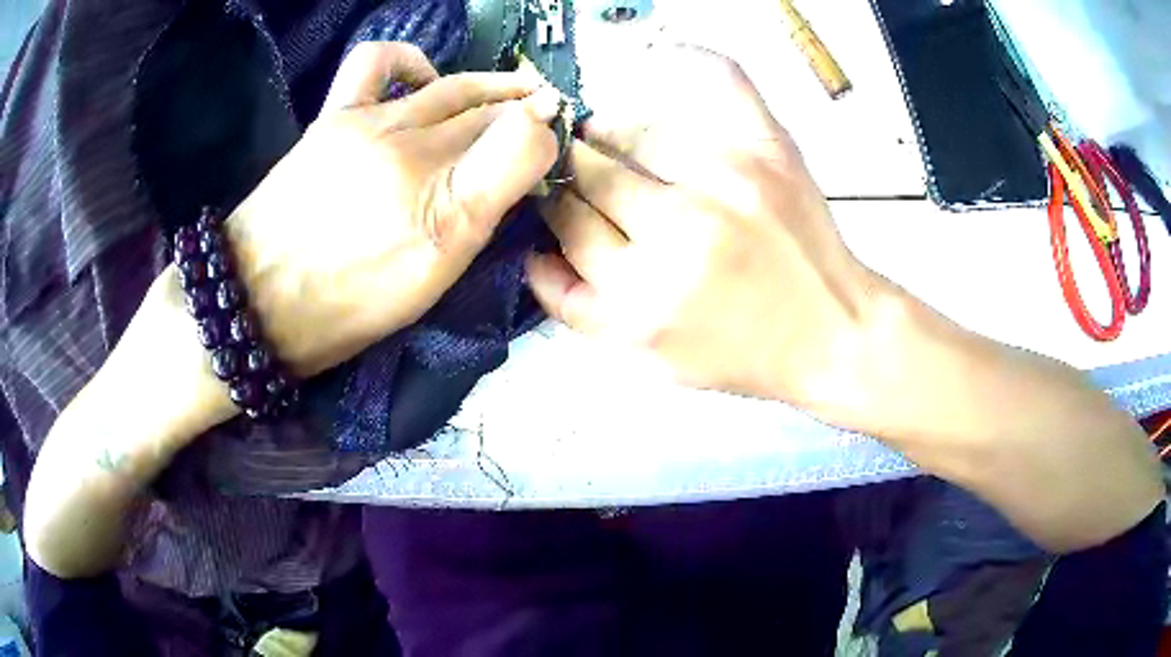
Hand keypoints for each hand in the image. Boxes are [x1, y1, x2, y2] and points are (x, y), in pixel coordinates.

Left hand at [226, 42, 560, 375]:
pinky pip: (377, 62)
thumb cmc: (350, 306)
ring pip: (452, 87)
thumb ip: (485, 205)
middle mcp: (414, 149)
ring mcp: (370, 123)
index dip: (548, 136)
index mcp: (445, 207)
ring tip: (507, 95)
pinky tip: (423, 79)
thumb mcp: (433, 276)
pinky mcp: (334, 115)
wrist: (259, 301)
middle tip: (544, 118)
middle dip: (526, 112)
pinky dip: (411, 61)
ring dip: (491, 86)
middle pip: (490, 111)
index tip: (556, 144)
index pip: (524, 141)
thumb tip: (528, 146)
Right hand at [528, 46, 881, 408]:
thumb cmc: (740, 352)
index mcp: (642, 296)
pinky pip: (721, 79)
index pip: (567, 223)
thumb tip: (529, 250)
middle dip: (574, 170)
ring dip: (612, 133)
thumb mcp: (646, 357)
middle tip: (578, 169)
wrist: (829, 332)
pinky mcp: (769, 150)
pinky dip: (690, 58)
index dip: (554, 206)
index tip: (556, 197)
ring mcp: (728, 180)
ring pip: (635, 130)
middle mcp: (680, 232)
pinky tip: (664, 56)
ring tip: (609, 136)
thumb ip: (575, 307)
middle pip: (592, 173)